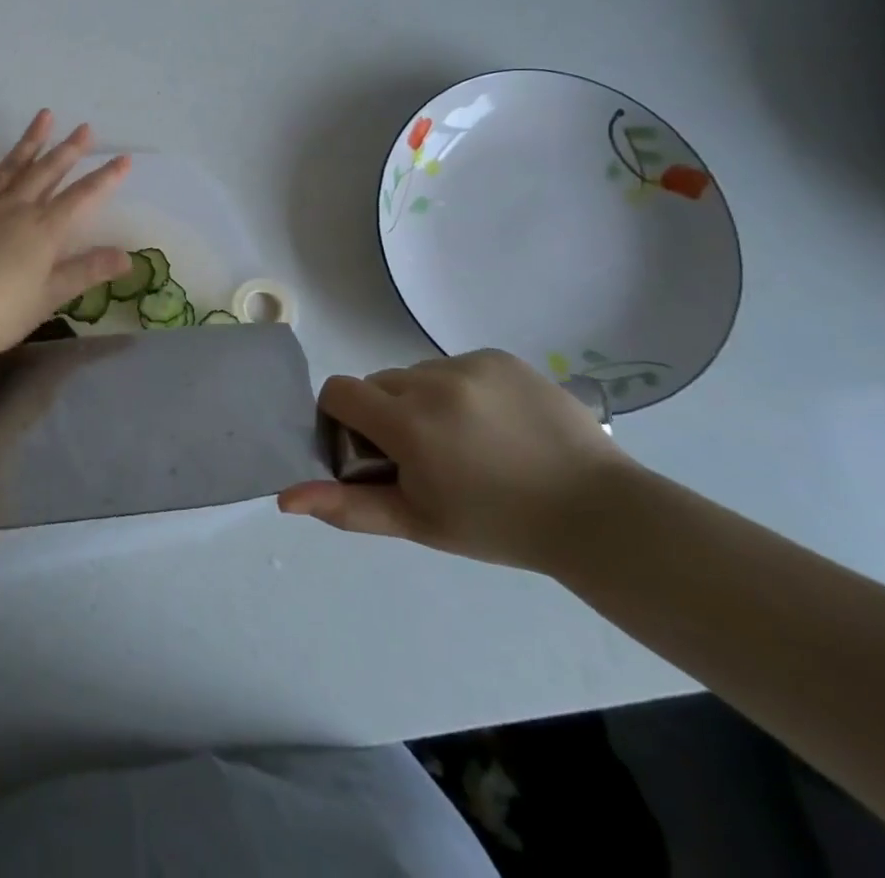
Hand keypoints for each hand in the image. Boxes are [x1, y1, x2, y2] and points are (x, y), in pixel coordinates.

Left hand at [0, 111, 131, 362]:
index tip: (124, 158)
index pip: (81, 198)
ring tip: (44, 116)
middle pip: (47, 172)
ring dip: (29, 141)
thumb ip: (85, 272)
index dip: (105, 178)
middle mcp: (16, 208)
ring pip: (11, 166)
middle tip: (85, 127)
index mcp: (43, 231)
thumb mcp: (47, 298)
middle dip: (69, 150)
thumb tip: (127, 256)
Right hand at [279, 350, 633, 570]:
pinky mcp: (500, 357)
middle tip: (424, 455)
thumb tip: (286, 498)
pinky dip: (459, 389)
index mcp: (408, 423)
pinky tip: (492, 423)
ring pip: (416, 374)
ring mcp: (470, 364)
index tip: (370, 449)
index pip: (338, 391)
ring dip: (422, 401)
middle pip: (378, 384)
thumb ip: (348, 506)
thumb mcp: (418, 522)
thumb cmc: (499, 526)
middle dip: (386, 414)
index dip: (342, 418)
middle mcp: (432, 382)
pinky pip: (454, 365)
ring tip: (466, 440)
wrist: (598, 514)